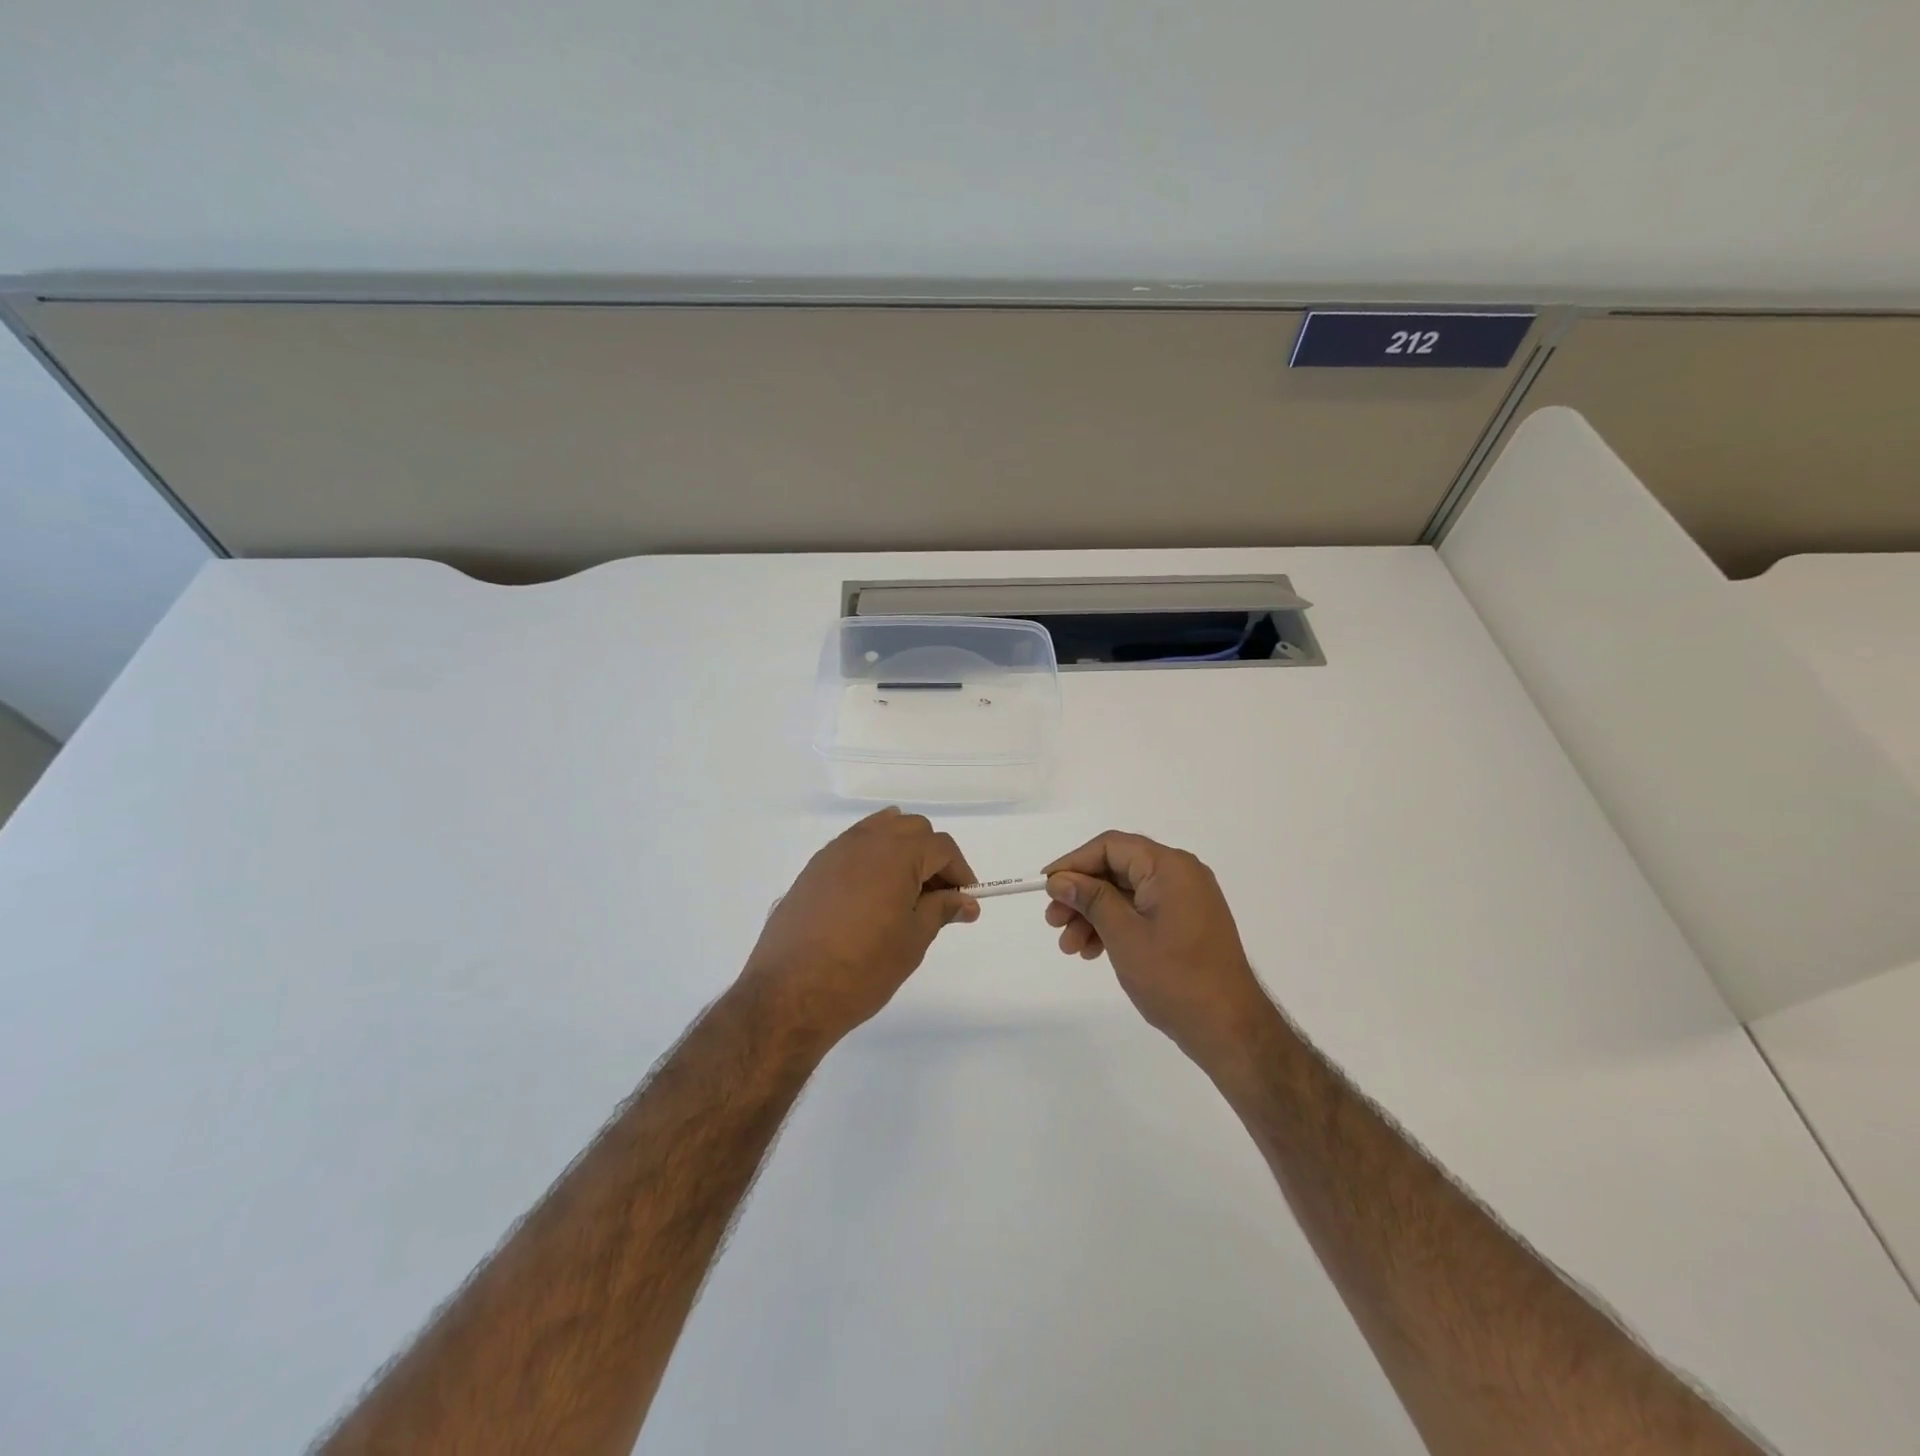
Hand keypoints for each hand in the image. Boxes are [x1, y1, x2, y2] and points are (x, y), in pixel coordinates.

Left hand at [744, 808, 979, 1046]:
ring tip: (904, 894)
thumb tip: (966, 901)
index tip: (964, 901)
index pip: (941, 847)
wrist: (791, 993)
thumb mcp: (913, 940)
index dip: (959, 872)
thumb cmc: (863, 968)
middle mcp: (865, 841)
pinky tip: (871, 897)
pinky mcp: (813, 869)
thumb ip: (942, 910)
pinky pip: (853, 847)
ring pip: (879, 831)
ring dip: (901, 852)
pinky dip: (872, 859)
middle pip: (912, 830)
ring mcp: (834, 852)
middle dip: (931, 857)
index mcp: (896, 853)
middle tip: (936, 897)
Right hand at [1045, 831, 1271, 1063]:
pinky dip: (1115, 926)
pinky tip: (1093, 951)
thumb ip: (1090, 899)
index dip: (1073, 862)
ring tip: (1069, 947)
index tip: (1045, 886)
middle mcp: (1180, 874)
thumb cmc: (1175, 978)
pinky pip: (1141, 911)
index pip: (1111, 846)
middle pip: (1117, 869)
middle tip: (1052, 922)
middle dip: (1081, 894)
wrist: (1230, 1029)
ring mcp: (1186, 899)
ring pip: (1126, 894)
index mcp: (1170, 867)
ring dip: (1093, 915)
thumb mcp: (1124, 935)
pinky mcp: (1186, 922)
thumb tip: (1059, 879)